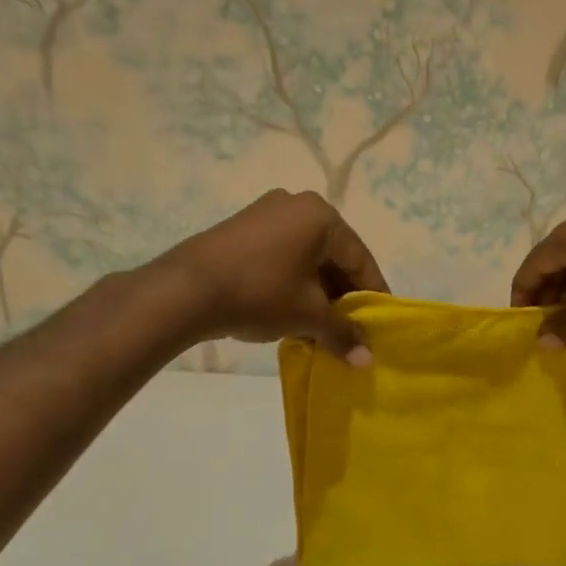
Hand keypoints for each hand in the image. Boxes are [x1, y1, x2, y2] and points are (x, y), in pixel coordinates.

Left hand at [165, 190, 389, 364]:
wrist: (185, 290)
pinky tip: (292, 311)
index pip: (361, 259)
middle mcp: (297, 205)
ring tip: (322, 326)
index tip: (380, 325)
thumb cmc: (260, 293)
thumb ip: (343, 333)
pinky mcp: (243, 228)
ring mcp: (266, 213)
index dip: (373, 296)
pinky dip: (294, 281)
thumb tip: (367, 361)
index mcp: (322, 216)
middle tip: (351, 329)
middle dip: (343, 295)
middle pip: (334, 256)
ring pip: (307, 257)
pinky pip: (283, 255)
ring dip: (318, 291)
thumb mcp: (308, 315)